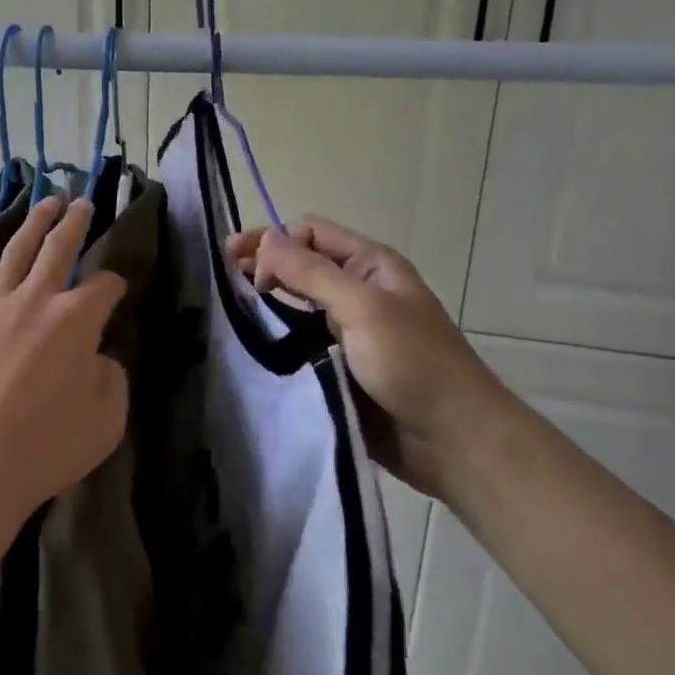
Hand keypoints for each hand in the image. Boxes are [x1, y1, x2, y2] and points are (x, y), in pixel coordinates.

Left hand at [0, 197, 127, 547]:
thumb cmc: (44, 450)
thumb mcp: (106, 421)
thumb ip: (111, 377)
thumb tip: (97, 355)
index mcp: (76, 320)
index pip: (104, 286)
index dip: (115, 283)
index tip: (117, 288)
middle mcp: (35, 299)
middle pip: (60, 248)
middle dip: (75, 223)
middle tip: (84, 202)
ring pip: (16, 250)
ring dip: (34, 222)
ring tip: (46, 201)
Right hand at [228, 218, 511, 500]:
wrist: (452, 441)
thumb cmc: (413, 363)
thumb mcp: (363, 308)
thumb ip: (311, 273)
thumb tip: (264, 238)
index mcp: (370, 265)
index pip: (311, 233)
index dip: (274, 241)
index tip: (242, 266)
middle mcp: (357, 291)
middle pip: (301, 266)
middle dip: (264, 268)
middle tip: (222, 281)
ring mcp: (347, 331)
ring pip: (296, 306)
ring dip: (267, 306)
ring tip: (231, 316)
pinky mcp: (338, 367)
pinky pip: (299, 344)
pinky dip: (276, 340)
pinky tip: (253, 348)